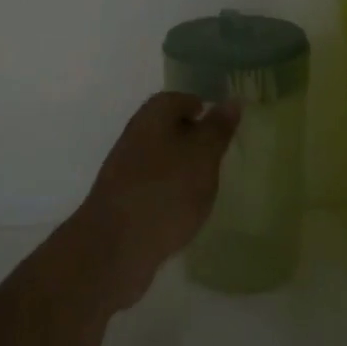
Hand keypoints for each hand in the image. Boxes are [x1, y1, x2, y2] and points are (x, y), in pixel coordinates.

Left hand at [68, 92, 239, 309]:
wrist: (114, 246)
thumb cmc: (166, 191)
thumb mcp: (202, 156)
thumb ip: (217, 129)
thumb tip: (231, 100)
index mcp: (153, 116)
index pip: (179, 99)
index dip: (201, 108)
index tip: (222, 125)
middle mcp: (135, 135)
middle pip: (167, 126)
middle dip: (192, 137)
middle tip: (219, 154)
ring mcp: (124, 168)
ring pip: (160, 156)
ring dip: (181, 165)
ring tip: (206, 183)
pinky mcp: (122, 199)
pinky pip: (152, 183)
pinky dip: (169, 189)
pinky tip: (183, 208)